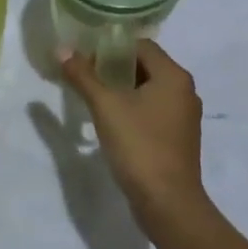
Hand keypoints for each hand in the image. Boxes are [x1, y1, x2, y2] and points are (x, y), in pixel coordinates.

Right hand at [57, 39, 208, 231]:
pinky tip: (112, 121)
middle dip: (115, 68)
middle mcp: (185, 90)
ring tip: (95, 97)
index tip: (86, 59)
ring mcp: (185, 116)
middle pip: (146, 65)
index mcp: (174, 76)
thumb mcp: (105, 106)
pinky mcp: (180, 138)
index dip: (112, 47)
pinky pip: (154, 110)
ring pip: (150, 89)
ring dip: (123, 89)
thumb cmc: (139, 146)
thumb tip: (62, 49)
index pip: (141, 45)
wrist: (168, 204)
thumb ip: (83, 76)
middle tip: (86, 76)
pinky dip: (134, 108)